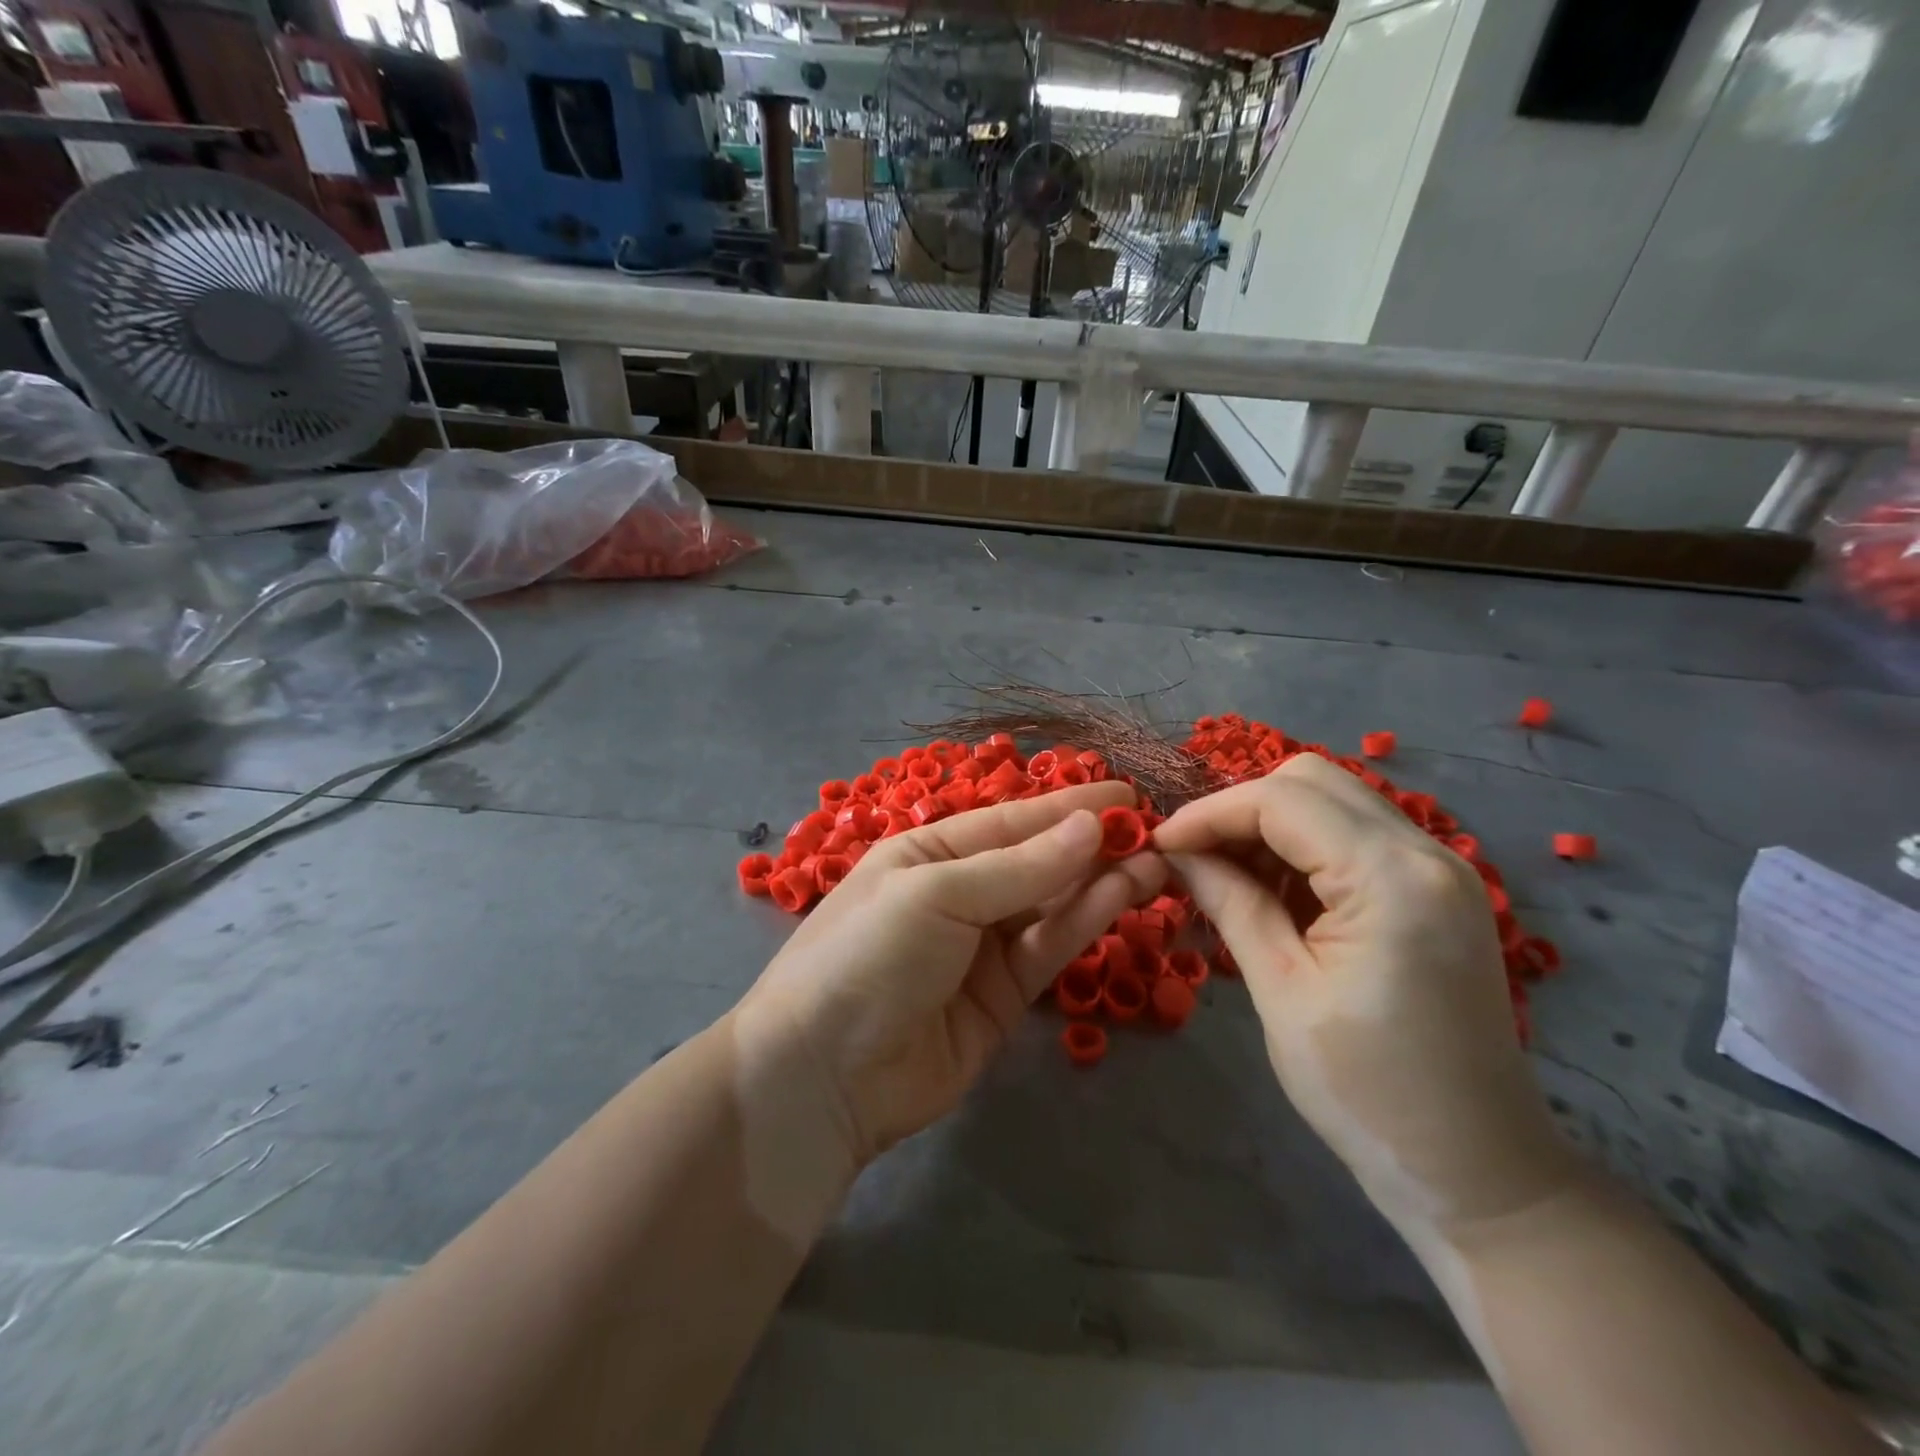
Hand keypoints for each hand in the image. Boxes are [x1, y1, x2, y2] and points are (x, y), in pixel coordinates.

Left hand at [733, 782, 1165, 1173]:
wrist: (822, 1076)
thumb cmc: (868, 955)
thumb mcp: (937, 895)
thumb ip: (1019, 867)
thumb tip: (1090, 826)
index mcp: (928, 852)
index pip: (1009, 820)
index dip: (1066, 806)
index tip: (1124, 793)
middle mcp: (958, 892)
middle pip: (1035, 861)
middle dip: (1090, 844)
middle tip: (1154, 830)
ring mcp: (982, 946)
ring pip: (1051, 904)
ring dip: (1099, 882)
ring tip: (1155, 861)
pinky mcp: (1003, 996)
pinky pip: (1049, 948)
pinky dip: (1084, 922)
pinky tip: (1122, 896)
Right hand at [1154, 756, 1571, 1235]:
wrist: (1476, 1171)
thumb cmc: (1367, 1091)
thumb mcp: (1281, 990)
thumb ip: (1230, 901)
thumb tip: (1177, 851)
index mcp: (1392, 878)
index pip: (1281, 800)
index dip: (1209, 813)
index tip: (1159, 844)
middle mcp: (1426, 852)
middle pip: (1311, 782)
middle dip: (1240, 809)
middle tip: (1194, 858)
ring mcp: (1439, 869)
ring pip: (1332, 802)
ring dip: (1269, 826)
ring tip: (1224, 876)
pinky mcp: (1435, 891)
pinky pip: (1354, 836)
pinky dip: (1302, 848)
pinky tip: (1271, 891)